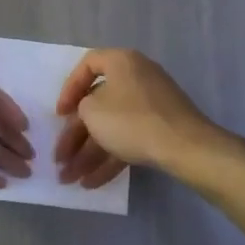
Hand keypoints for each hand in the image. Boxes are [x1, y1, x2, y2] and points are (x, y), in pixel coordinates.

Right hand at [54, 49, 223, 189]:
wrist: (185, 147)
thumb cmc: (132, 120)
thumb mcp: (93, 111)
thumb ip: (81, 108)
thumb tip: (88, 112)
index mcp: (121, 62)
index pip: (87, 65)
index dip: (69, 89)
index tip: (60, 114)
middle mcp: (136, 77)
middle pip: (98, 105)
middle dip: (75, 136)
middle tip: (59, 159)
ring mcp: (151, 104)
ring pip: (112, 127)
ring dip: (88, 153)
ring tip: (69, 180)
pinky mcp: (160, 129)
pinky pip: (128, 139)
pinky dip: (110, 158)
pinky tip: (92, 183)